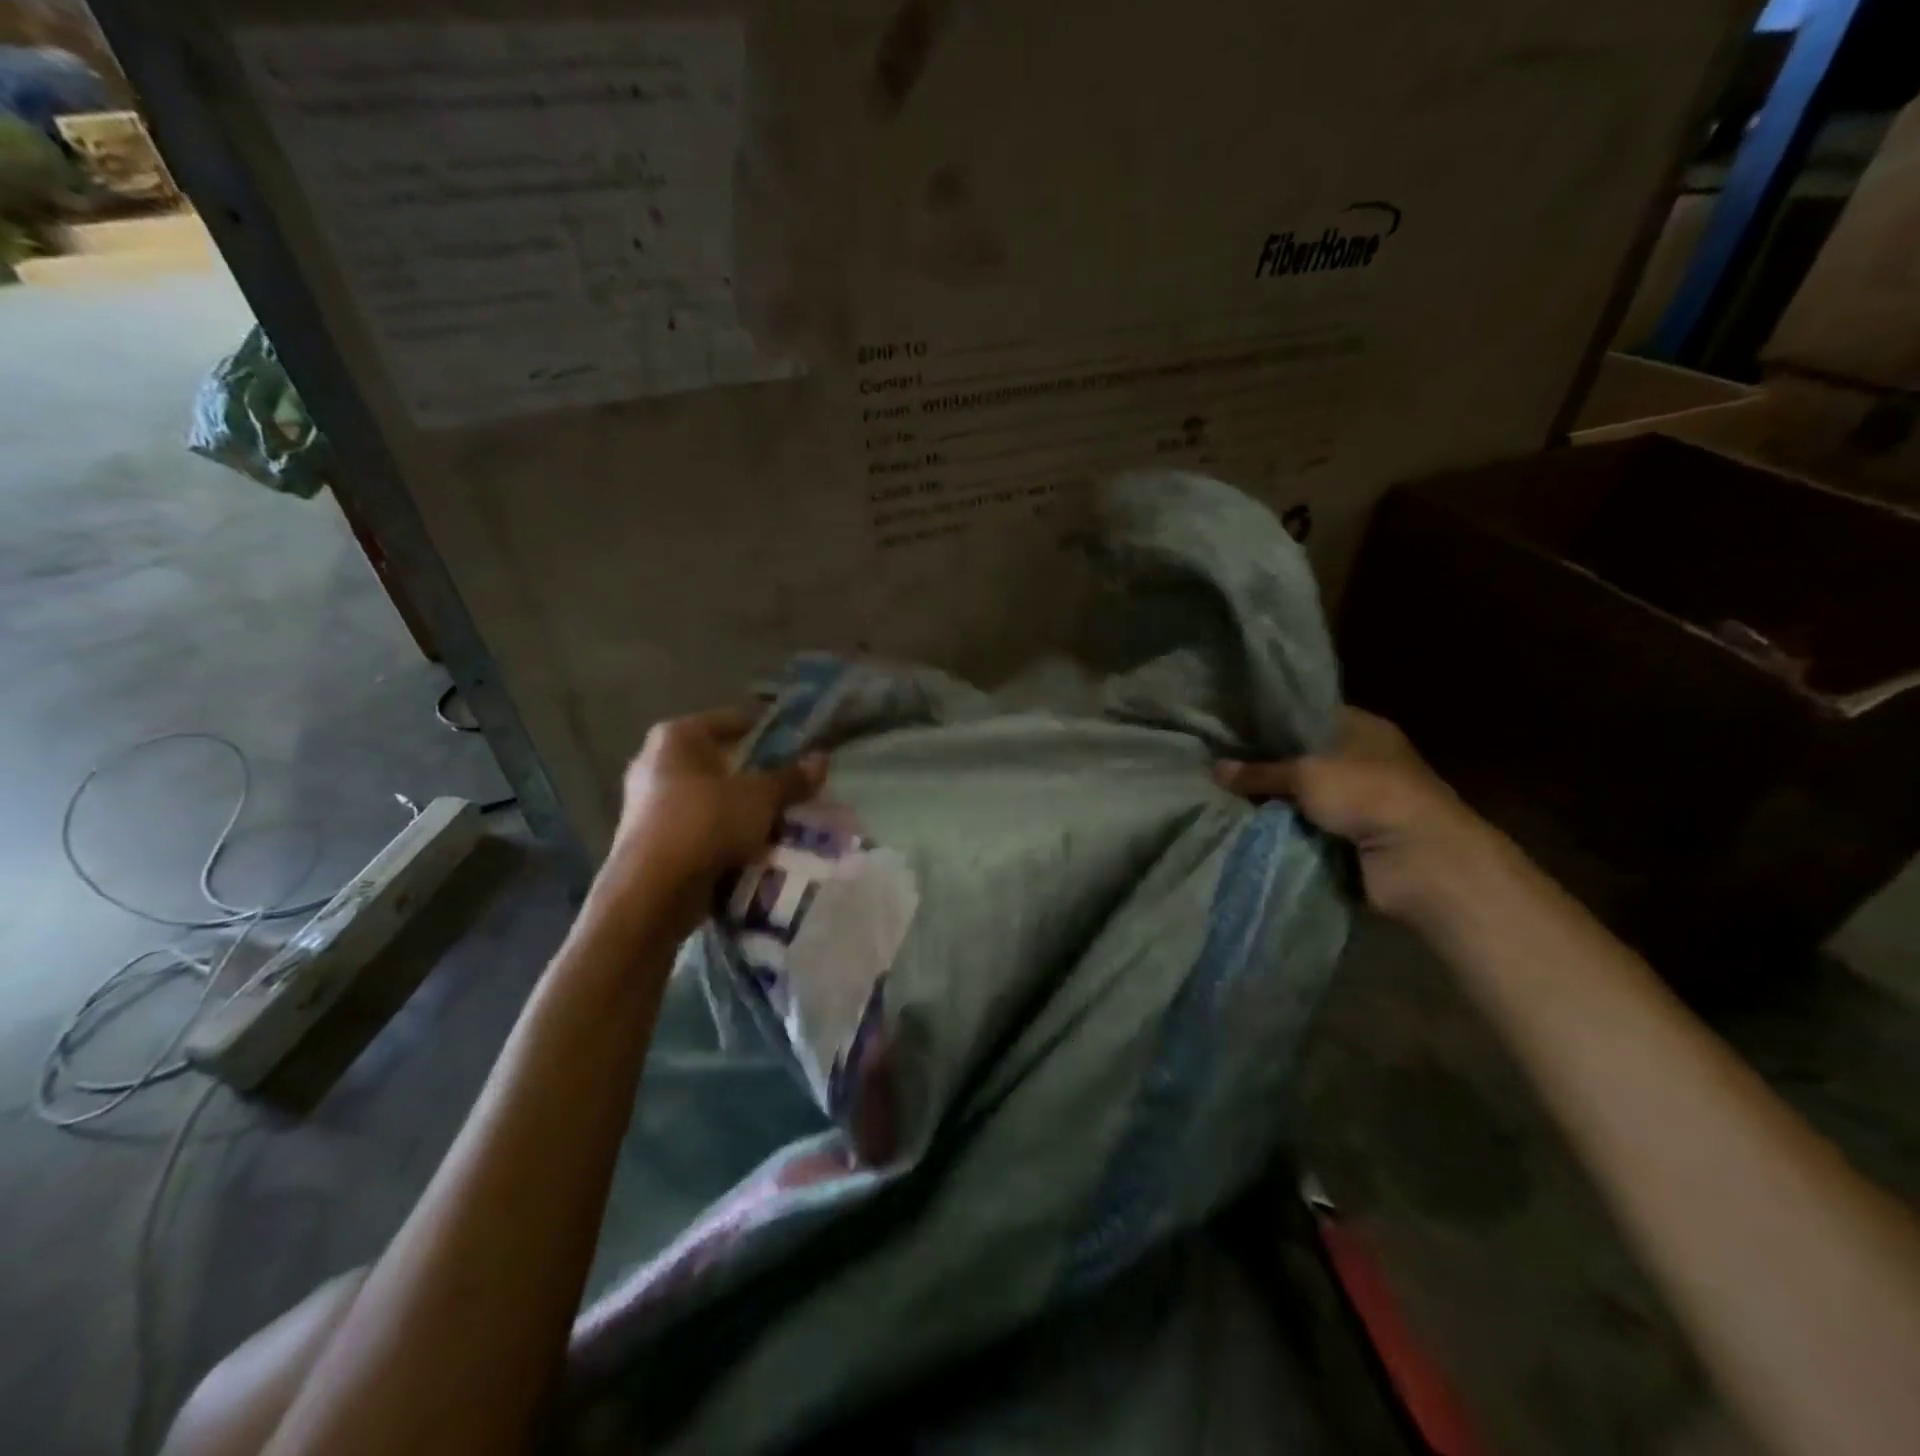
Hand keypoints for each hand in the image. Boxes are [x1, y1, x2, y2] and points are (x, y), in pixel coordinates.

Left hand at [599, 708, 826, 933]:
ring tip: (781, 820)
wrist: (652, 891)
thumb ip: (791, 778)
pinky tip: (754, 848)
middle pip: (722, 762)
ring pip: (712, 798)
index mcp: (677, 737)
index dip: (768, 729)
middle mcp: (656, 762)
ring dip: (743, 809)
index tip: (798, 742)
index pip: (733, 721)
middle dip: (757, 776)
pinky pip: (700, 827)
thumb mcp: (761, 797)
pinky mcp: (649, 839)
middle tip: (793, 786)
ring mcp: (648, 803)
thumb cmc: (707, 823)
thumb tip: (821, 760)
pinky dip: (725, 834)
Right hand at [1215, 708, 1495, 924]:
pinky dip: (1285, 830)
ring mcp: (1360, 801)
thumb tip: (1215, 769)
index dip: (1271, 720)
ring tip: (1221, 794)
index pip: (1308, 715)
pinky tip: (1246, 824)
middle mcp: (1362, 760)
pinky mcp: (1353, 837)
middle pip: (1302, 758)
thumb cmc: (1368, 795)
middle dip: (1265, 765)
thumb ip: (1260, 772)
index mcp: (1362, 728)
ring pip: (1302, 796)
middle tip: (1216, 762)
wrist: (1420, 861)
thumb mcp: (1306, 775)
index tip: (1231, 726)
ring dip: (1273, 802)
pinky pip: (1307, 828)